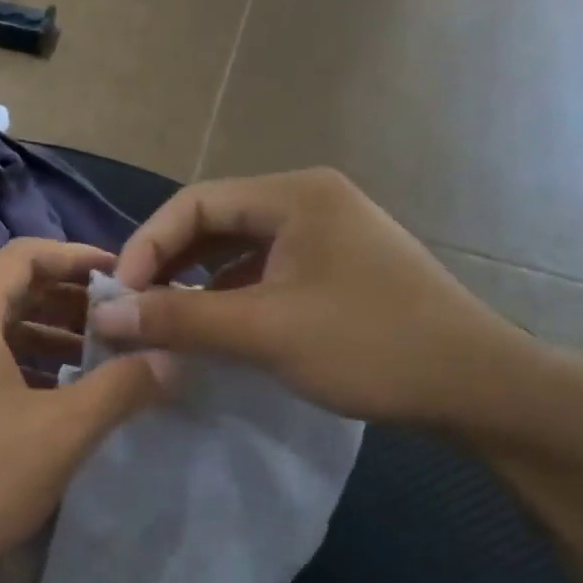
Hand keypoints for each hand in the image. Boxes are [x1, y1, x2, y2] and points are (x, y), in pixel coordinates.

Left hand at [0, 238, 170, 582]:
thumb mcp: (59, 434)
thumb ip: (120, 388)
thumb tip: (167, 359)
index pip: (27, 255)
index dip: (79, 258)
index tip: (124, 279)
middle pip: (9, 290)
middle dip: (67, 302)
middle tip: (119, 327)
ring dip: (43, 338)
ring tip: (93, 364)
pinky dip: (14, 366)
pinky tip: (45, 403)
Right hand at [98, 169, 538, 427]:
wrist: (477, 387)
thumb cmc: (369, 346)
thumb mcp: (263, 331)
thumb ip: (178, 319)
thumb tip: (104, 316)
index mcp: (295, 195)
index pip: (195, 202)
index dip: (147, 245)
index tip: (119, 297)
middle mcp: (309, 201)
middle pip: (214, 221)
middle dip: (168, 264)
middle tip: (135, 310)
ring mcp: (327, 235)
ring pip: (238, 249)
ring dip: (196, 282)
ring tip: (165, 321)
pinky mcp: (336, 269)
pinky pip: (264, 272)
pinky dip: (229, 296)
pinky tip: (215, 329)